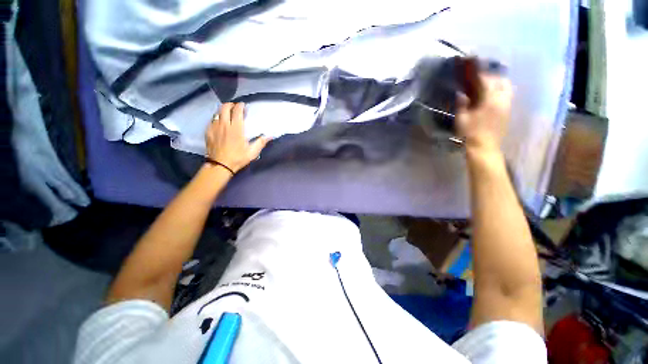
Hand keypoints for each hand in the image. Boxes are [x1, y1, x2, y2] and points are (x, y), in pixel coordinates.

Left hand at [205, 102, 269, 173]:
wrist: (220, 165)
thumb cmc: (238, 158)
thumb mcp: (252, 152)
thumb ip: (261, 142)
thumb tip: (270, 136)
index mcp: (236, 129)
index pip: (237, 111)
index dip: (240, 106)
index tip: (243, 105)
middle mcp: (224, 125)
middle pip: (225, 107)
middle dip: (231, 104)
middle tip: (235, 107)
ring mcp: (214, 127)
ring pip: (217, 112)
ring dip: (223, 110)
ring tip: (228, 113)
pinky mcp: (208, 131)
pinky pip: (212, 119)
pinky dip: (217, 117)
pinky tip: (220, 122)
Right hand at [456, 73, 511, 155]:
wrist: (485, 147)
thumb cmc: (471, 132)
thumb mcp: (462, 118)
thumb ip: (462, 104)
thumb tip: (461, 94)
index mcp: (490, 99)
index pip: (487, 81)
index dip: (480, 75)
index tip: (472, 72)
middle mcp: (502, 99)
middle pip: (501, 81)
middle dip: (491, 77)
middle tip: (480, 79)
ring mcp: (507, 105)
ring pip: (507, 87)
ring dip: (498, 84)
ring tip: (487, 86)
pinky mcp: (508, 112)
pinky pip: (507, 95)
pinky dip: (501, 91)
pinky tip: (492, 96)